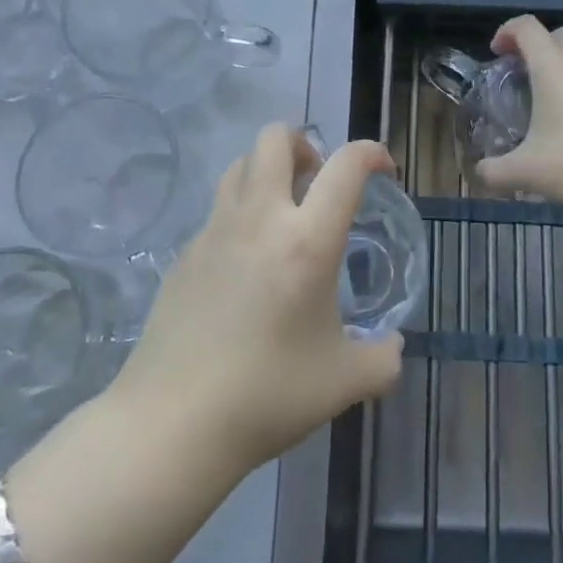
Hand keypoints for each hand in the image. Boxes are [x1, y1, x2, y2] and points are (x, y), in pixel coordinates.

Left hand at [112, 124, 404, 478]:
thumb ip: (382, 359)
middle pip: (275, 138)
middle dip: (304, 143)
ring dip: (268, 170)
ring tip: (283, 211)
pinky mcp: (185, 252)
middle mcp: (260, 219)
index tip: (384, 169)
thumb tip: (392, 347)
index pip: (345, 166)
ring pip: (240, 164)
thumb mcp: (344, 382)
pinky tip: (247, 262)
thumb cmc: (267, 396)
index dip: (371, 152)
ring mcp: (215, 231)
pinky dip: (241, 211)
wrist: (171, 423)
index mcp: (307, 241)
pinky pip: (219, 208)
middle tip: (318, 180)